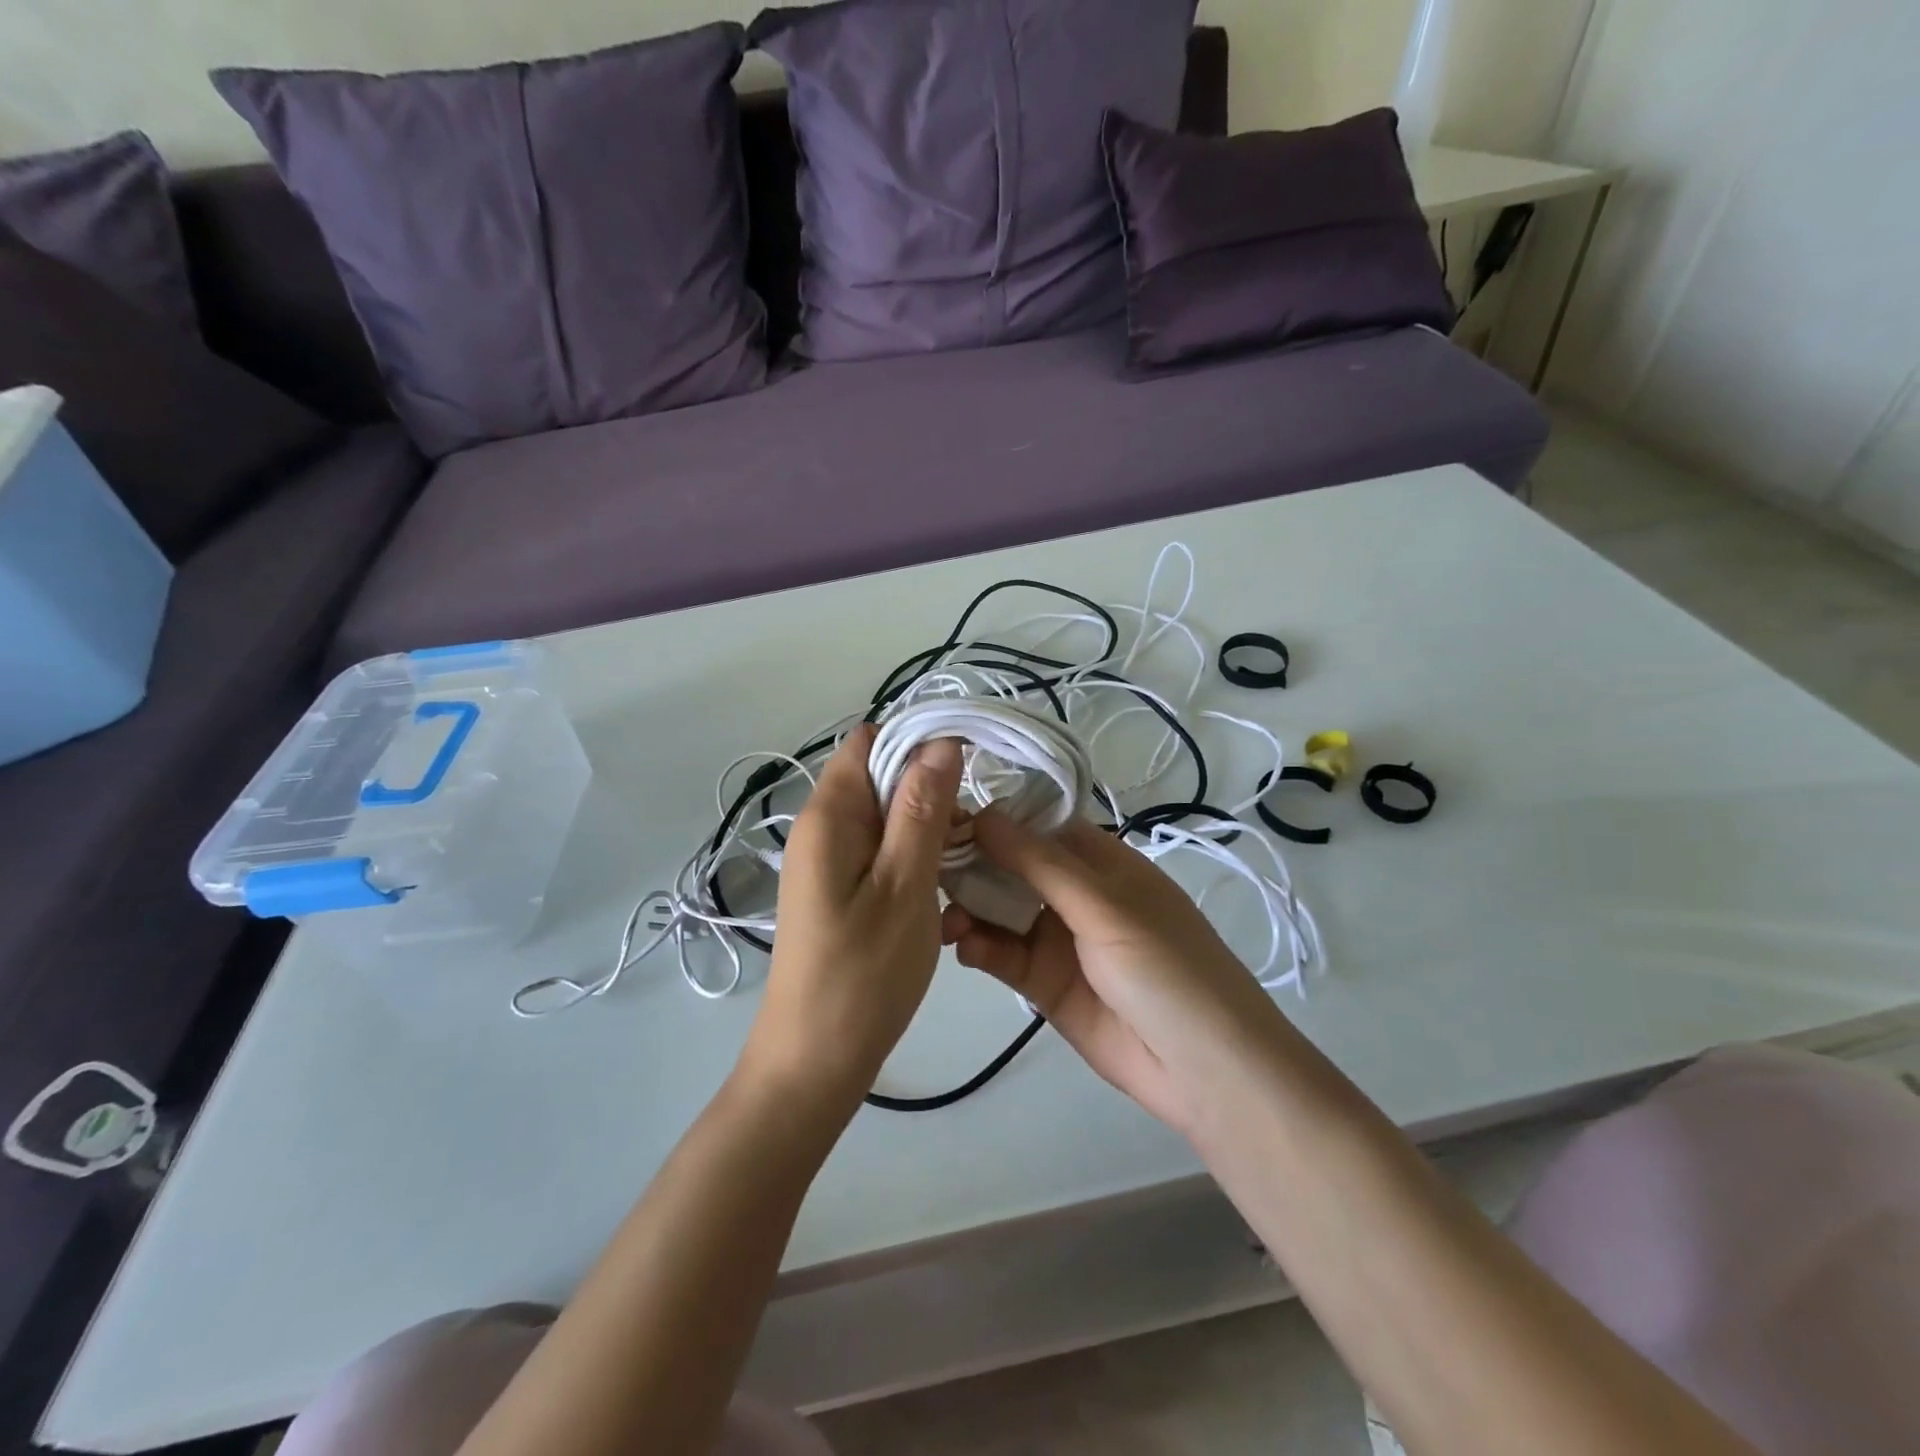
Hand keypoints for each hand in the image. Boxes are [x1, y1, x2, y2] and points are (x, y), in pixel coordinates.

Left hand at [742, 724, 962, 1105]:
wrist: (815, 1061)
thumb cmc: (863, 974)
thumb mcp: (904, 885)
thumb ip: (922, 809)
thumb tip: (941, 740)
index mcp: (828, 816)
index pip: (870, 741)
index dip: (919, 741)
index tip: (970, 764)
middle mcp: (821, 828)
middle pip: (879, 775)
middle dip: (930, 785)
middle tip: (977, 820)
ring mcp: (828, 860)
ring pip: (885, 813)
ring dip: (927, 822)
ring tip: (969, 852)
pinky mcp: (839, 888)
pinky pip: (880, 848)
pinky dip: (914, 851)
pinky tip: (944, 878)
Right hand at [941, 810, 1288, 1132]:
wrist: (1204, 1070)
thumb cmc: (1165, 967)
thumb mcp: (1106, 906)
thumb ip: (1040, 863)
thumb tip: (983, 813)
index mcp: (1099, 861)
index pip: (1036, 826)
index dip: (993, 818)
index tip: (942, 813)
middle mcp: (1074, 893)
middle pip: (1011, 866)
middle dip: (972, 864)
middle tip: (925, 866)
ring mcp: (1057, 938)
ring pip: (999, 910)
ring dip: (968, 907)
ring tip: (942, 917)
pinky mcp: (1043, 982)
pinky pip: (1002, 954)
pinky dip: (979, 946)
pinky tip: (962, 946)